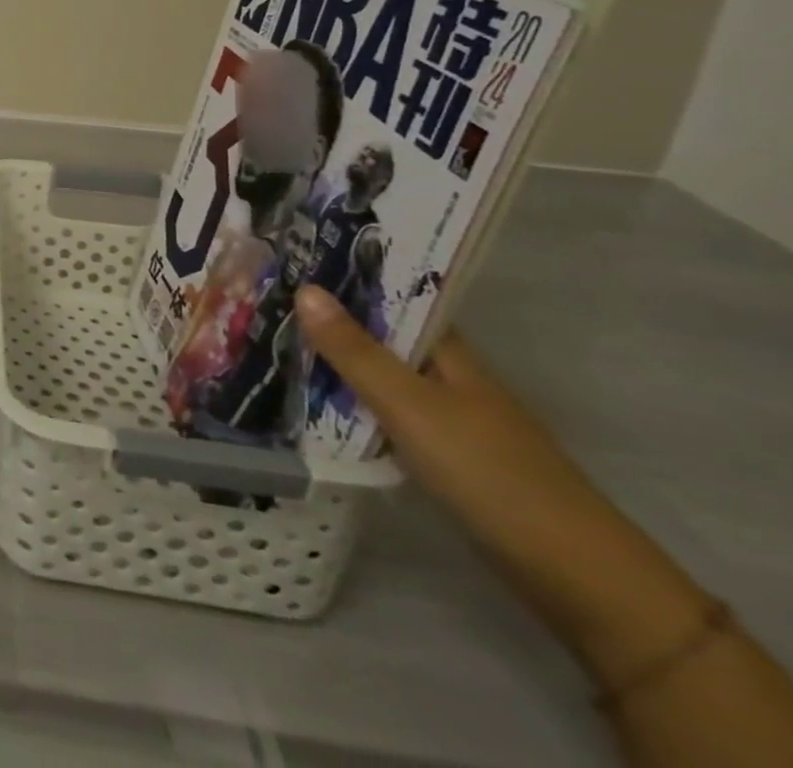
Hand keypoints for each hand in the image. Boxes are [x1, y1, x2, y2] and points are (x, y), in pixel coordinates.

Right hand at [294, 286, 711, 684]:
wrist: (576, 578)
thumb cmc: (489, 473)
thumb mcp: (410, 407)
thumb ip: (354, 351)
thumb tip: (303, 287)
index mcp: (449, 353)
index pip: (392, 300)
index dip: (346, 280)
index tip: (292, 263)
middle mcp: (450, 377)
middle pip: (382, 338)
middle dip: (330, 322)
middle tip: (265, 304)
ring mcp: (451, 420)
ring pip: (382, 378)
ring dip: (338, 365)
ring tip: (275, 347)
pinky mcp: (447, 458)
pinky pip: (387, 415)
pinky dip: (353, 407)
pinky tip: (317, 409)